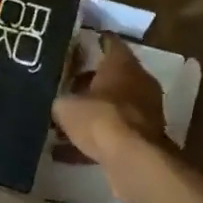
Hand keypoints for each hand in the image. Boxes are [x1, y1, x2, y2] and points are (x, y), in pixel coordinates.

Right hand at [51, 37, 173, 202]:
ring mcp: (145, 111)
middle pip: (111, 76)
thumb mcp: (66, 106)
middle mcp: (139, 82)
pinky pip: (114, 133)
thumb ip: (60, 100)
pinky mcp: (143, 138)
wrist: (133, 160)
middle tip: (62, 86)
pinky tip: (67, 153)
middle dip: (87, 82)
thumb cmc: (100, 118)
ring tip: (61, 124)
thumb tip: (57, 104)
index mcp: (122, 64)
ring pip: (113, 106)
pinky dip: (95, 140)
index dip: (90, 42)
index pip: (108, 42)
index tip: (71, 46)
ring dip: (92, 114)